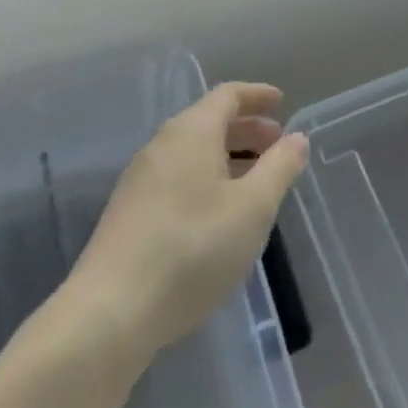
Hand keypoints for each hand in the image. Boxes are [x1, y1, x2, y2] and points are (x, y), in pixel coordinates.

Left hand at [69, 82, 307, 361]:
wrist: (111, 311)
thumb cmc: (192, 249)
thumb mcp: (252, 208)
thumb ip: (279, 168)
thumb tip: (296, 138)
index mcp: (191, 132)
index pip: (227, 95)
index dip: (256, 95)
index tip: (281, 102)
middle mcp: (162, 145)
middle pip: (209, 122)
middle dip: (246, 129)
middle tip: (277, 145)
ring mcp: (141, 179)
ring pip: (193, 152)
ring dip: (228, 157)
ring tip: (256, 181)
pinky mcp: (130, 212)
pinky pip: (178, 177)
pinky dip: (207, 179)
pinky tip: (220, 214)